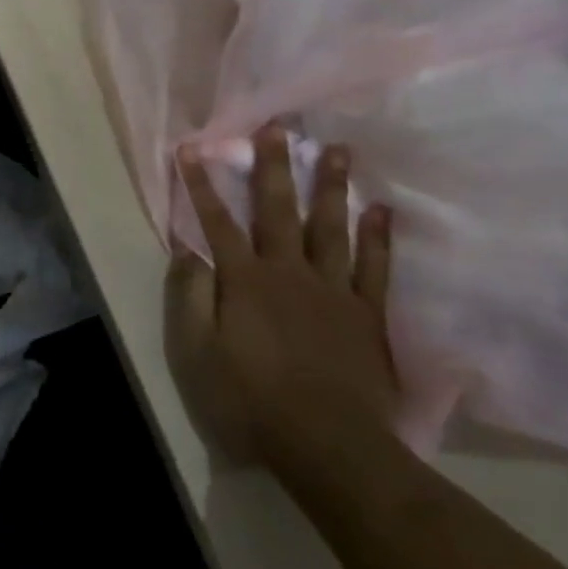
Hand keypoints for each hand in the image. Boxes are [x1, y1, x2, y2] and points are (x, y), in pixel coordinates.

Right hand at [164, 126, 398, 471]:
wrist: (327, 442)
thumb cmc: (250, 399)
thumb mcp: (198, 353)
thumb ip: (192, 298)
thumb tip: (186, 252)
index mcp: (245, 281)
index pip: (217, 223)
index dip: (202, 186)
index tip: (193, 150)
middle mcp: (288, 272)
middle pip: (278, 210)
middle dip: (274, 167)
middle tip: (279, 126)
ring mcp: (332, 290)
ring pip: (330, 227)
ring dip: (331, 187)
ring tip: (337, 149)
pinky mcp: (365, 313)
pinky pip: (373, 266)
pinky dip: (378, 237)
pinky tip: (381, 210)